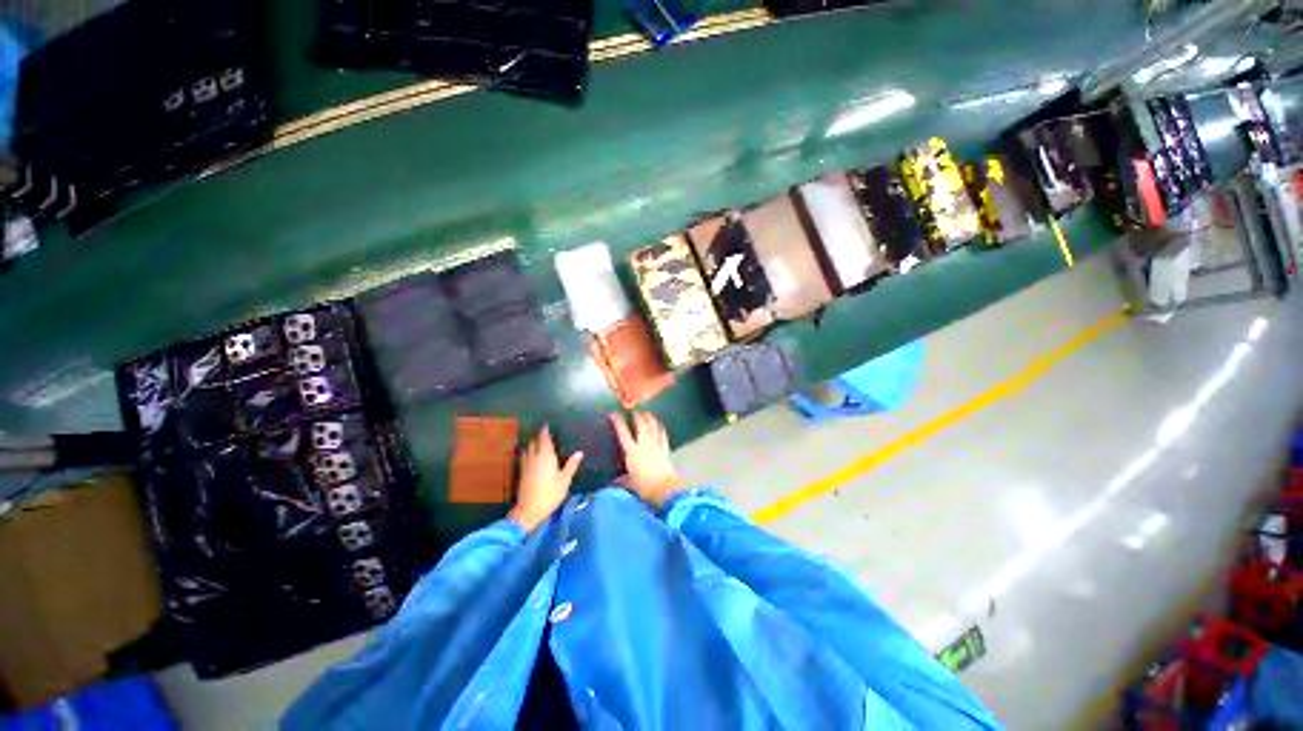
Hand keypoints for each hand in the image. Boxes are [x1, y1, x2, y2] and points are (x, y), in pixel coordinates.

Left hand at [509, 426, 582, 532]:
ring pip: (528, 450)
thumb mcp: (565, 480)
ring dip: (531, 444)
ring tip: (536, 442)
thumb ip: (571, 465)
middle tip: (543, 433)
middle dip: (538, 437)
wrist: (529, 510)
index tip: (545, 425)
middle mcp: (535, 458)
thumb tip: (579, 452)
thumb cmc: (550, 494)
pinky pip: (524, 458)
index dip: (545, 432)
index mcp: (546, 457)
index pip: (544, 440)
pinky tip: (530, 456)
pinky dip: (527, 453)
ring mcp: (526, 466)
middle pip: (534, 443)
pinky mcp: (522, 474)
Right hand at [610, 412, 685, 509]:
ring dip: (650, 419)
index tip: (614, 414)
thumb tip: (613, 483)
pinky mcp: (665, 451)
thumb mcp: (628, 484)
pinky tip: (661, 425)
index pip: (623, 433)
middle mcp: (644, 445)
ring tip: (647, 412)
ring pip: (653, 428)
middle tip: (634, 410)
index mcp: (632, 452)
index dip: (618, 422)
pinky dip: (661, 429)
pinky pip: (663, 437)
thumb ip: (621, 481)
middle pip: (640, 426)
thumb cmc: (644, 487)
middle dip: (637, 416)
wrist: (664, 489)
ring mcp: (656, 446)